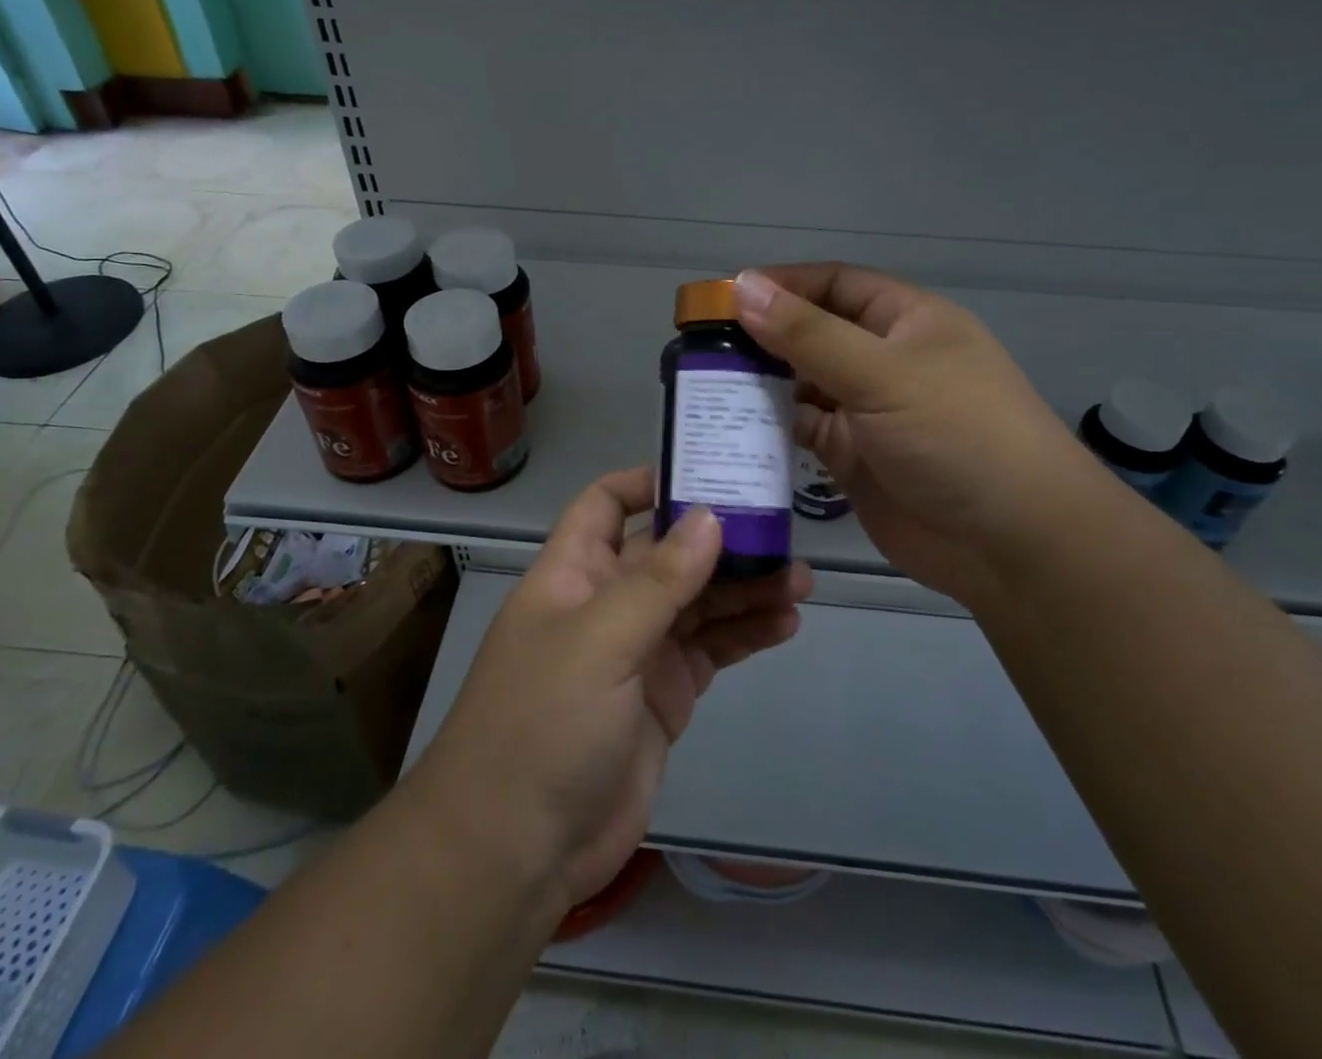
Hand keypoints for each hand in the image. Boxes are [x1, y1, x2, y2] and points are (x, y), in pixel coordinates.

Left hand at [409, 467, 811, 909]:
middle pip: (668, 552)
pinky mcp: (665, 695)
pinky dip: (745, 635)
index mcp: (574, 572)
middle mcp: (606, 601)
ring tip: (801, 579)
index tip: (710, 472)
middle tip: (783, 529)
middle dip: (720, 539)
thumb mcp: (600, 640)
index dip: (651, 482)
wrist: (520, 849)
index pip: (606, 503)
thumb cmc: (544, 722)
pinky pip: (711, 650)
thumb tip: (710, 515)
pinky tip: (784, 623)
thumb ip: (660, 580)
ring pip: (698, 601)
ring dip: (745, 588)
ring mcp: (637, 650)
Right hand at [734, 264, 1094, 603]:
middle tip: (701, 344)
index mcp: (906, 321)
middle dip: (763, 335)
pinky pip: (803, 430)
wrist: (1012, 544)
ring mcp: (868, 410)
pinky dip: (770, 426)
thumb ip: (808, 334)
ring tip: (705, 382)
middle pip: (813, 332)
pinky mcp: (853, 458)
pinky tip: (731, 425)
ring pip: (803, 383)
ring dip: (761, 382)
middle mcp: (885, 359)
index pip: (834, 284)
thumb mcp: (883, 374)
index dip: (783, 283)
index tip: (725, 297)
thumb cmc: (957, 435)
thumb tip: (742, 288)